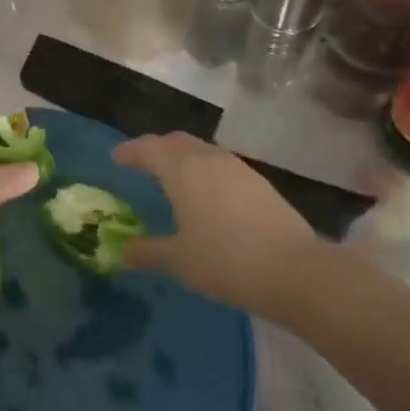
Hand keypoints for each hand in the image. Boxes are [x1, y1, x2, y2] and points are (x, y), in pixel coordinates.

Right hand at [112, 132, 322, 314]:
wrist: (293, 269)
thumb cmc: (225, 260)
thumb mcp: (179, 260)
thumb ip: (147, 251)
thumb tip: (122, 250)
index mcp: (183, 170)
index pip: (150, 148)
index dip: (130, 150)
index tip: (116, 158)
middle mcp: (210, 159)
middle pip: (177, 142)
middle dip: (157, 149)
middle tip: (142, 164)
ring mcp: (239, 168)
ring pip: (202, 151)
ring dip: (183, 159)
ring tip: (173, 179)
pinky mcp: (260, 183)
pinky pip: (222, 166)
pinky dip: (205, 172)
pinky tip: (207, 196)